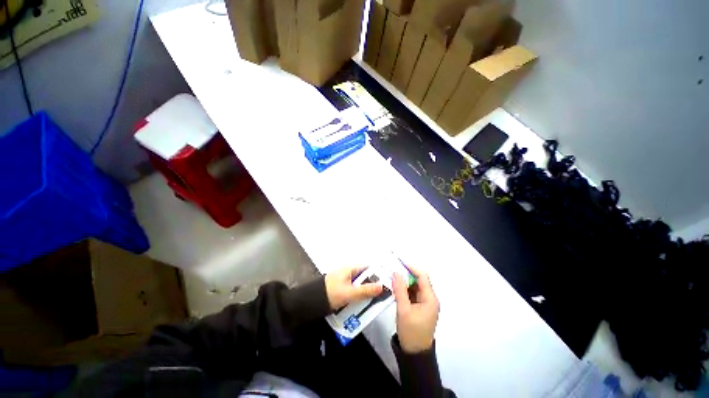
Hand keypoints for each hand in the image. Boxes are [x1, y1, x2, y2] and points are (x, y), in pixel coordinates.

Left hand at [325, 266, 383, 310]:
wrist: (312, 302)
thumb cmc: (332, 293)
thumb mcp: (350, 292)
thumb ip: (366, 290)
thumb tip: (382, 287)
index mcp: (350, 269)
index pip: (368, 268)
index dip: (378, 274)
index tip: (387, 283)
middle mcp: (348, 273)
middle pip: (365, 278)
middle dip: (373, 286)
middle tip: (383, 296)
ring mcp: (344, 282)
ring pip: (359, 286)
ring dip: (366, 293)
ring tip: (376, 302)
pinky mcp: (341, 290)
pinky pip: (354, 292)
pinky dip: (359, 297)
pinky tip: (363, 305)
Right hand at [392, 265, 439, 353]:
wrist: (415, 353)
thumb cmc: (411, 332)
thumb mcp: (403, 310)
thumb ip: (400, 290)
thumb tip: (396, 272)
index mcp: (430, 298)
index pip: (422, 276)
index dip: (411, 267)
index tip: (398, 262)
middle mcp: (430, 298)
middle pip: (419, 280)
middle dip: (406, 273)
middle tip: (392, 268)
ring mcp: (425, 303)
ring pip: (415, 286)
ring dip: (404, 281)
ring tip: (391, 275)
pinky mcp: (420, 307)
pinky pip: (412, 293)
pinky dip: (404, 289)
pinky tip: (395, 287)